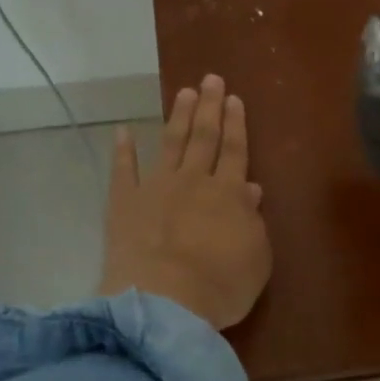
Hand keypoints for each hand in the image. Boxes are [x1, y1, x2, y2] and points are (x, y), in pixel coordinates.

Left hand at [99, 74, 271, 330]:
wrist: (166, 300)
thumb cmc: (221, 285)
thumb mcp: (257, 258)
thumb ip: (253, 222)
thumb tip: (251, 189)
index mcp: (230, 195)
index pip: (236, 151)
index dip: (236, 125)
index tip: (235, 99)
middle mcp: (195, 182)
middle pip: (205, 137)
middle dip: (209, 107)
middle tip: (211, 80)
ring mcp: (157, 188)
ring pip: (171, 144)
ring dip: (177, 117)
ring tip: (184, 93)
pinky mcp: (125, 203)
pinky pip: (123, 170)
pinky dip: (123, 150)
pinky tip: (123, 131)